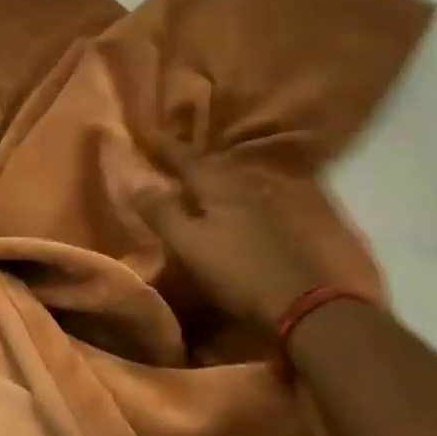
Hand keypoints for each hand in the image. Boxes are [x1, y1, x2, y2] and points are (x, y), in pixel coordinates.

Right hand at [132, 143, 373, 323]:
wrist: (301, 303)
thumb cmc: (237, 271)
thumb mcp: (189, 244)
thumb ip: (162, 213)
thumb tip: (135, 183)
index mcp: (220, 187)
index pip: (187, 159)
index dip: (166, 147)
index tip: (147, 133)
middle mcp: (245, 188)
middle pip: (212, 167)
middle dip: (189, 161)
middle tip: (167, 156)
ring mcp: (266, 207)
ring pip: (230, 183)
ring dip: (209, 179)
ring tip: (190, 181)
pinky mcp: (278, 228)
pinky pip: (243, 201)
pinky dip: (225, 199)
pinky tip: (222, 208)